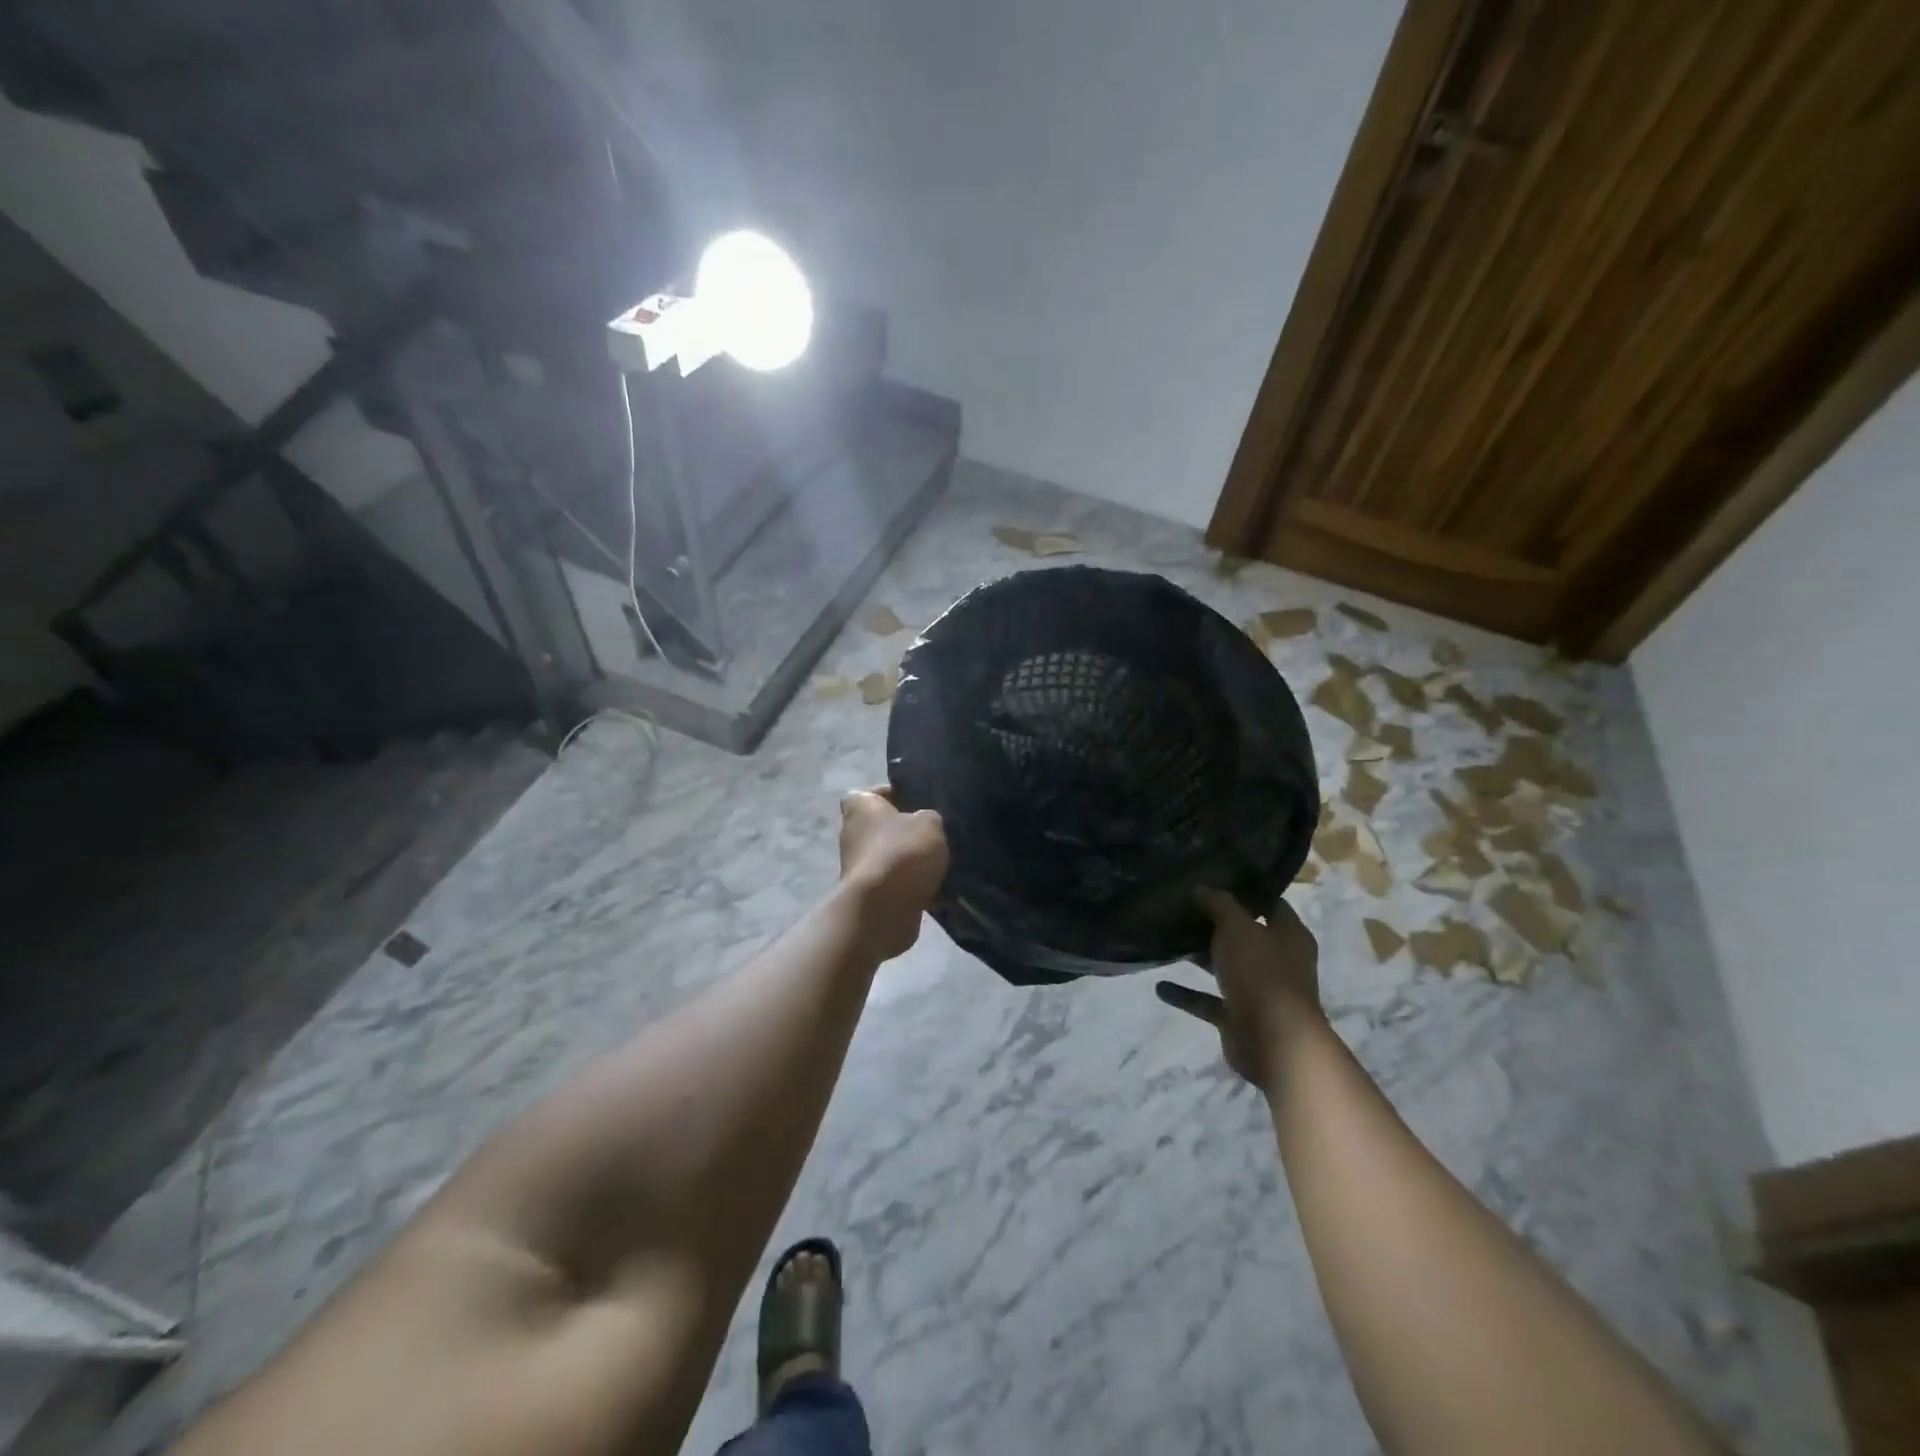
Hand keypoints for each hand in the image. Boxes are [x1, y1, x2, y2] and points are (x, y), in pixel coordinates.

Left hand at [837, 788, 948, 960]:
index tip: (921, 803)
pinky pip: (898, 885)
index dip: (897, 795)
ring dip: (913, 862)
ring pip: (893, 858)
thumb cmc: (902, 853)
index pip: (874, 792)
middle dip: (909, 832)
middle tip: (939, 834)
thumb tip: (927, 824)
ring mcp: (859, 867)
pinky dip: (915, 888)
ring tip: (945, 863)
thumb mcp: (930, 823)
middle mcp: (853, 834)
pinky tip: (942, 891)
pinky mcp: (870, 895)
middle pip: (885, 827)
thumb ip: (929, 817)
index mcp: (860, 806)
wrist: (883, 909)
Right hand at [1156, 889, 1323, 1089]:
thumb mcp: (1237, 927)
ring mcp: (1259, 991)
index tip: (1215, 878)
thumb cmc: (1262, 973)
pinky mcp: (1239, 1017)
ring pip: (1226, 967)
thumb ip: (1219, 904)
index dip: (1246, 892)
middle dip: (1216, 925)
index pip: (1271, 904)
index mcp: (1289, 936)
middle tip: (1182, 907)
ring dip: (1200, 958)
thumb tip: (1200, 888)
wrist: (1274, 1042)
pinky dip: (1187, 994)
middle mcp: (1278, 962)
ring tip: (1167, 940)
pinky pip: (1208, 1001)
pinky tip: (1160, 985)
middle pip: (1245, 937)